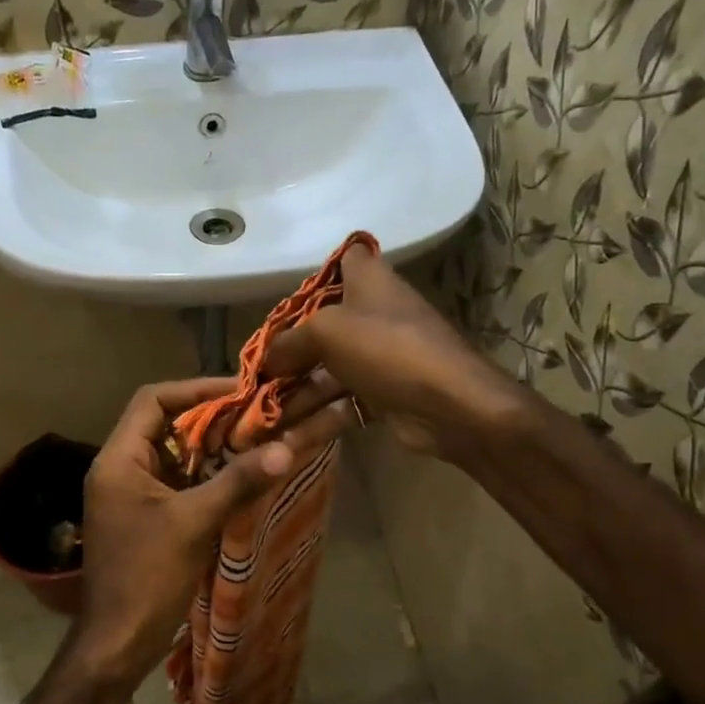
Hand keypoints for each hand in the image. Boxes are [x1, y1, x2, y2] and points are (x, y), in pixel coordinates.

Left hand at [66, 377, 353, 688]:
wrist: (118, 642)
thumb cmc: (147, 577)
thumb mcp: (194, 524)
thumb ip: (237, 482)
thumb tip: (286, 447)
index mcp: (119, 460)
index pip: (152, 400)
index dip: (196, 389)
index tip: (240, 390)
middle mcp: (120, 469)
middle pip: (164, 425)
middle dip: (209, 418)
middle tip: (256, 415)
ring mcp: (131, 495)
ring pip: (174, 455)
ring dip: (211, 448)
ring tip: (255, 440)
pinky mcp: (145, 518)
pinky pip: (177, 483)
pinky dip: (205, 476)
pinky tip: (240, 477)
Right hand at [264, 247, 525, 462]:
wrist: (450, 405)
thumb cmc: (387, 349)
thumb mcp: (327, 333)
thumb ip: (289, 342)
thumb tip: (266, 360)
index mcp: (369, 282)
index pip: (346, 260)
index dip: (318, 275)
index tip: (287, 302)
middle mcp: (374, 315)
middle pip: (322, 330)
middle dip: (287, 356)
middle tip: (254, 380)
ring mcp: (380, 359)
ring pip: (327, 374)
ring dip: (294, 399)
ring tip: (258, 422)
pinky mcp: (383, 397)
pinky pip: (340, 405)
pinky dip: (315, 422)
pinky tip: (284, 442)